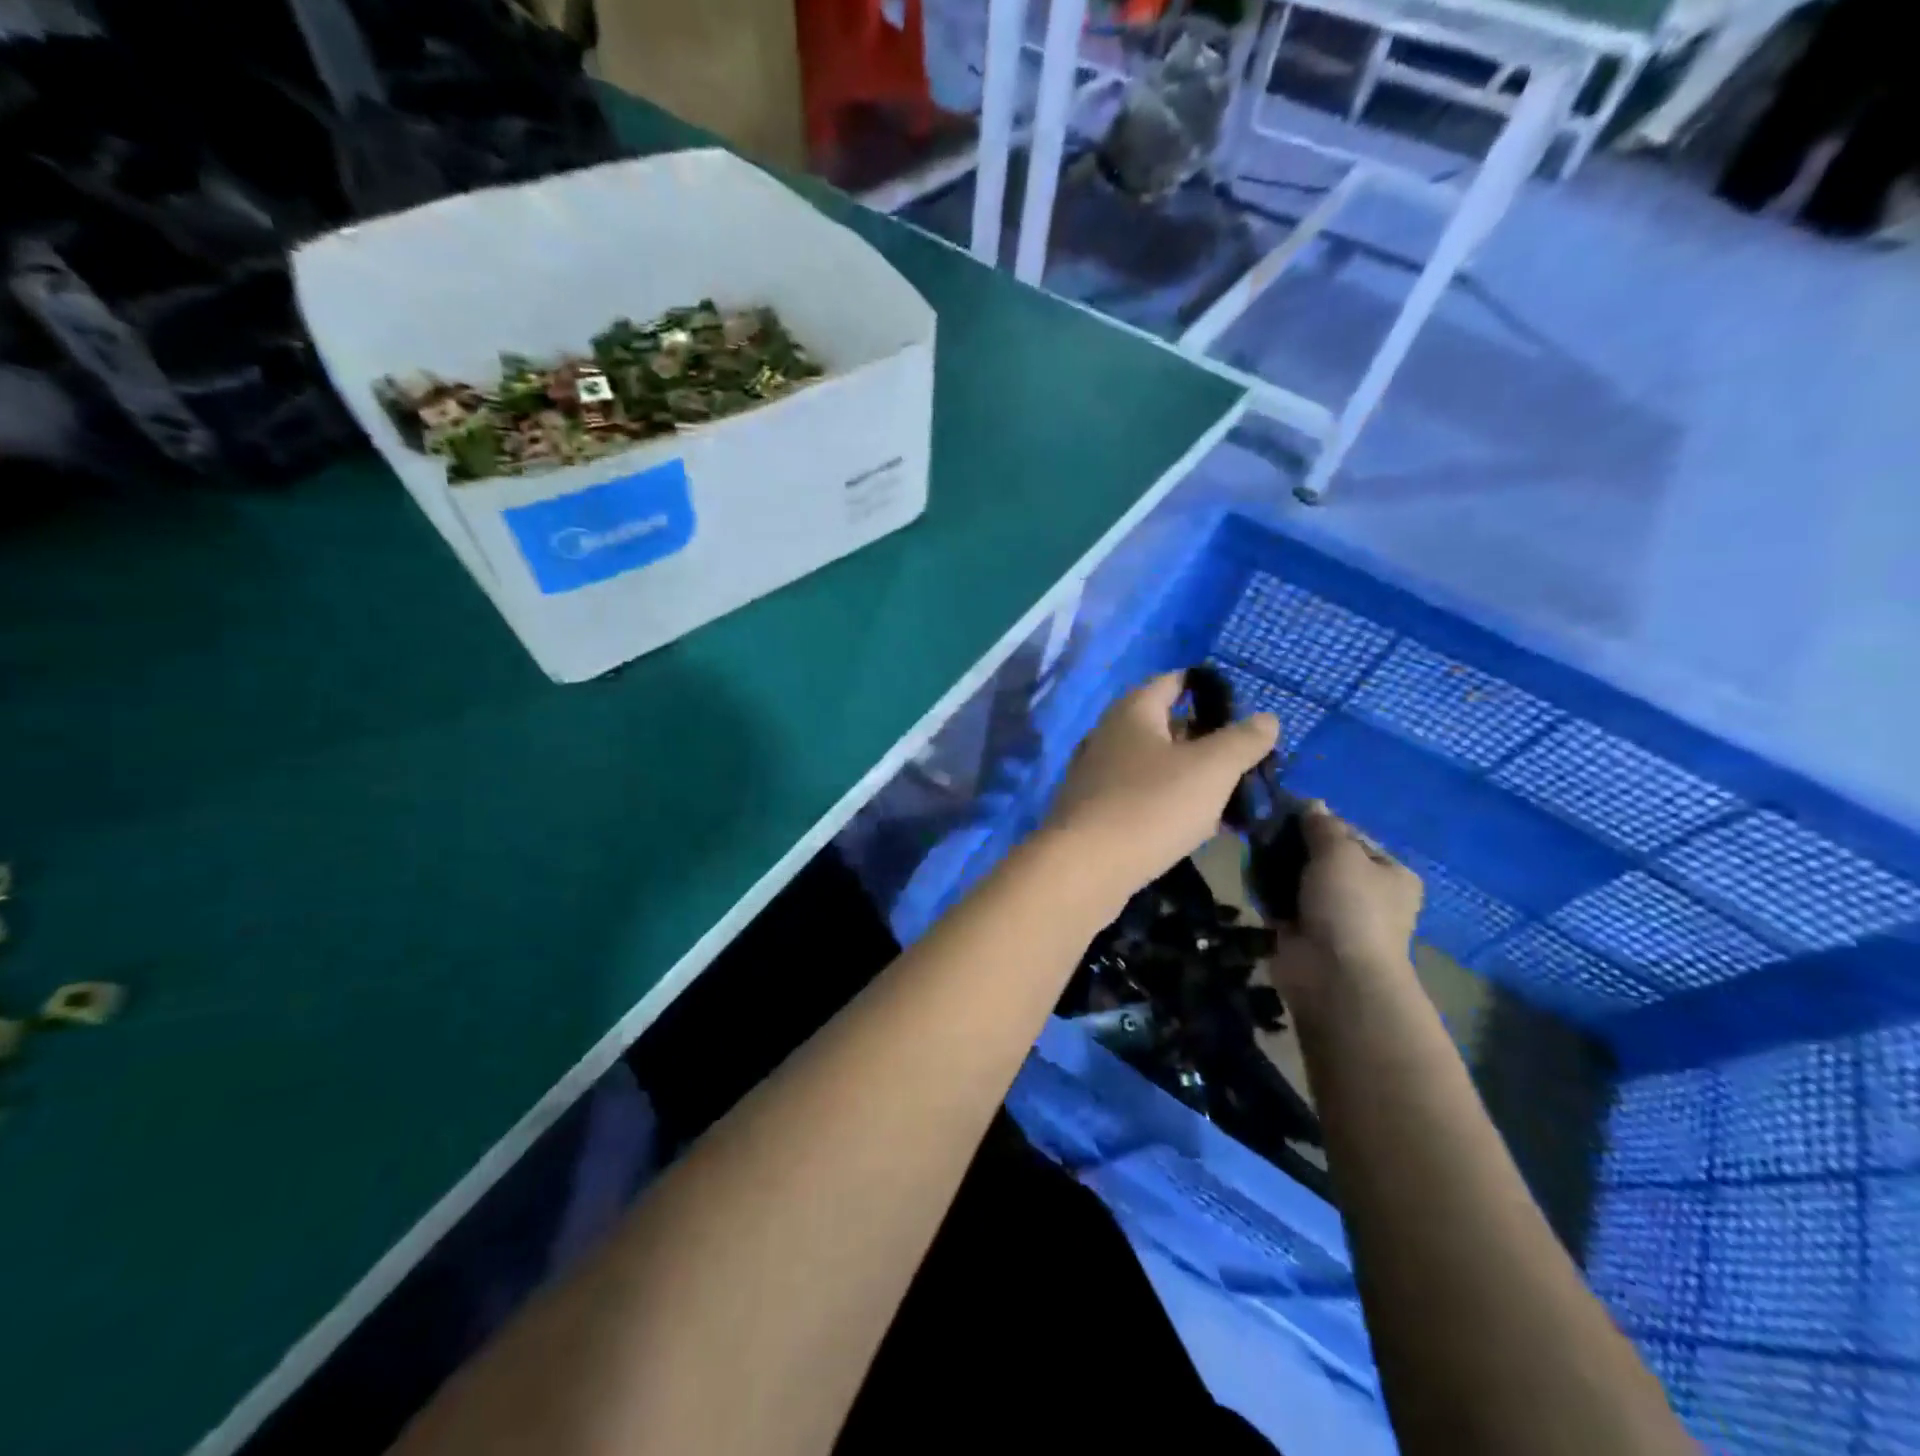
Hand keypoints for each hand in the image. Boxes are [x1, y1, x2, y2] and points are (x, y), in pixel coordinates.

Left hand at [1043, 671, 1277, 905]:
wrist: (1085, 867)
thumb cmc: (1151, 805)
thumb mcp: (1212, 768)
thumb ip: (1243, 740)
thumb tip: (1267, 718)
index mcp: (1133, 711)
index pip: (1173, 682)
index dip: (1208, 688)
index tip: (1243, 706)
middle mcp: (1108, 734)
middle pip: (1164, 725)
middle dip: (1205, 739)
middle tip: (1245, 758)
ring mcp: (1096, 773)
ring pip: (1154, 765)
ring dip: (1189, 776)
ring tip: (1230, 795)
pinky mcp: (1093, 810)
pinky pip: (1140, 796)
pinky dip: (1167, 803)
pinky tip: (1193, 826)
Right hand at [1271, 802, 1423, 1004]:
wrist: (1334, 974)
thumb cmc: (1349, 905)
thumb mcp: (1339, 852)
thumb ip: (1322, 825)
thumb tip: (1311, 803)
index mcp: (1390, 873)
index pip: (1351, 835)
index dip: (1319, 822)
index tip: (1286, 811)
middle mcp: (1366, 893)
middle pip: (1322, 856)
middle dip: (1292, 844)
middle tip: (1263, 828)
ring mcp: (1333, 914)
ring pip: (1298, 878)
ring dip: (1276, 865)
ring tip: (1252, 848)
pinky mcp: (1303, 931)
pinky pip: (1280, 901)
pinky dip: (1265, 889)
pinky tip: (1248, 874)